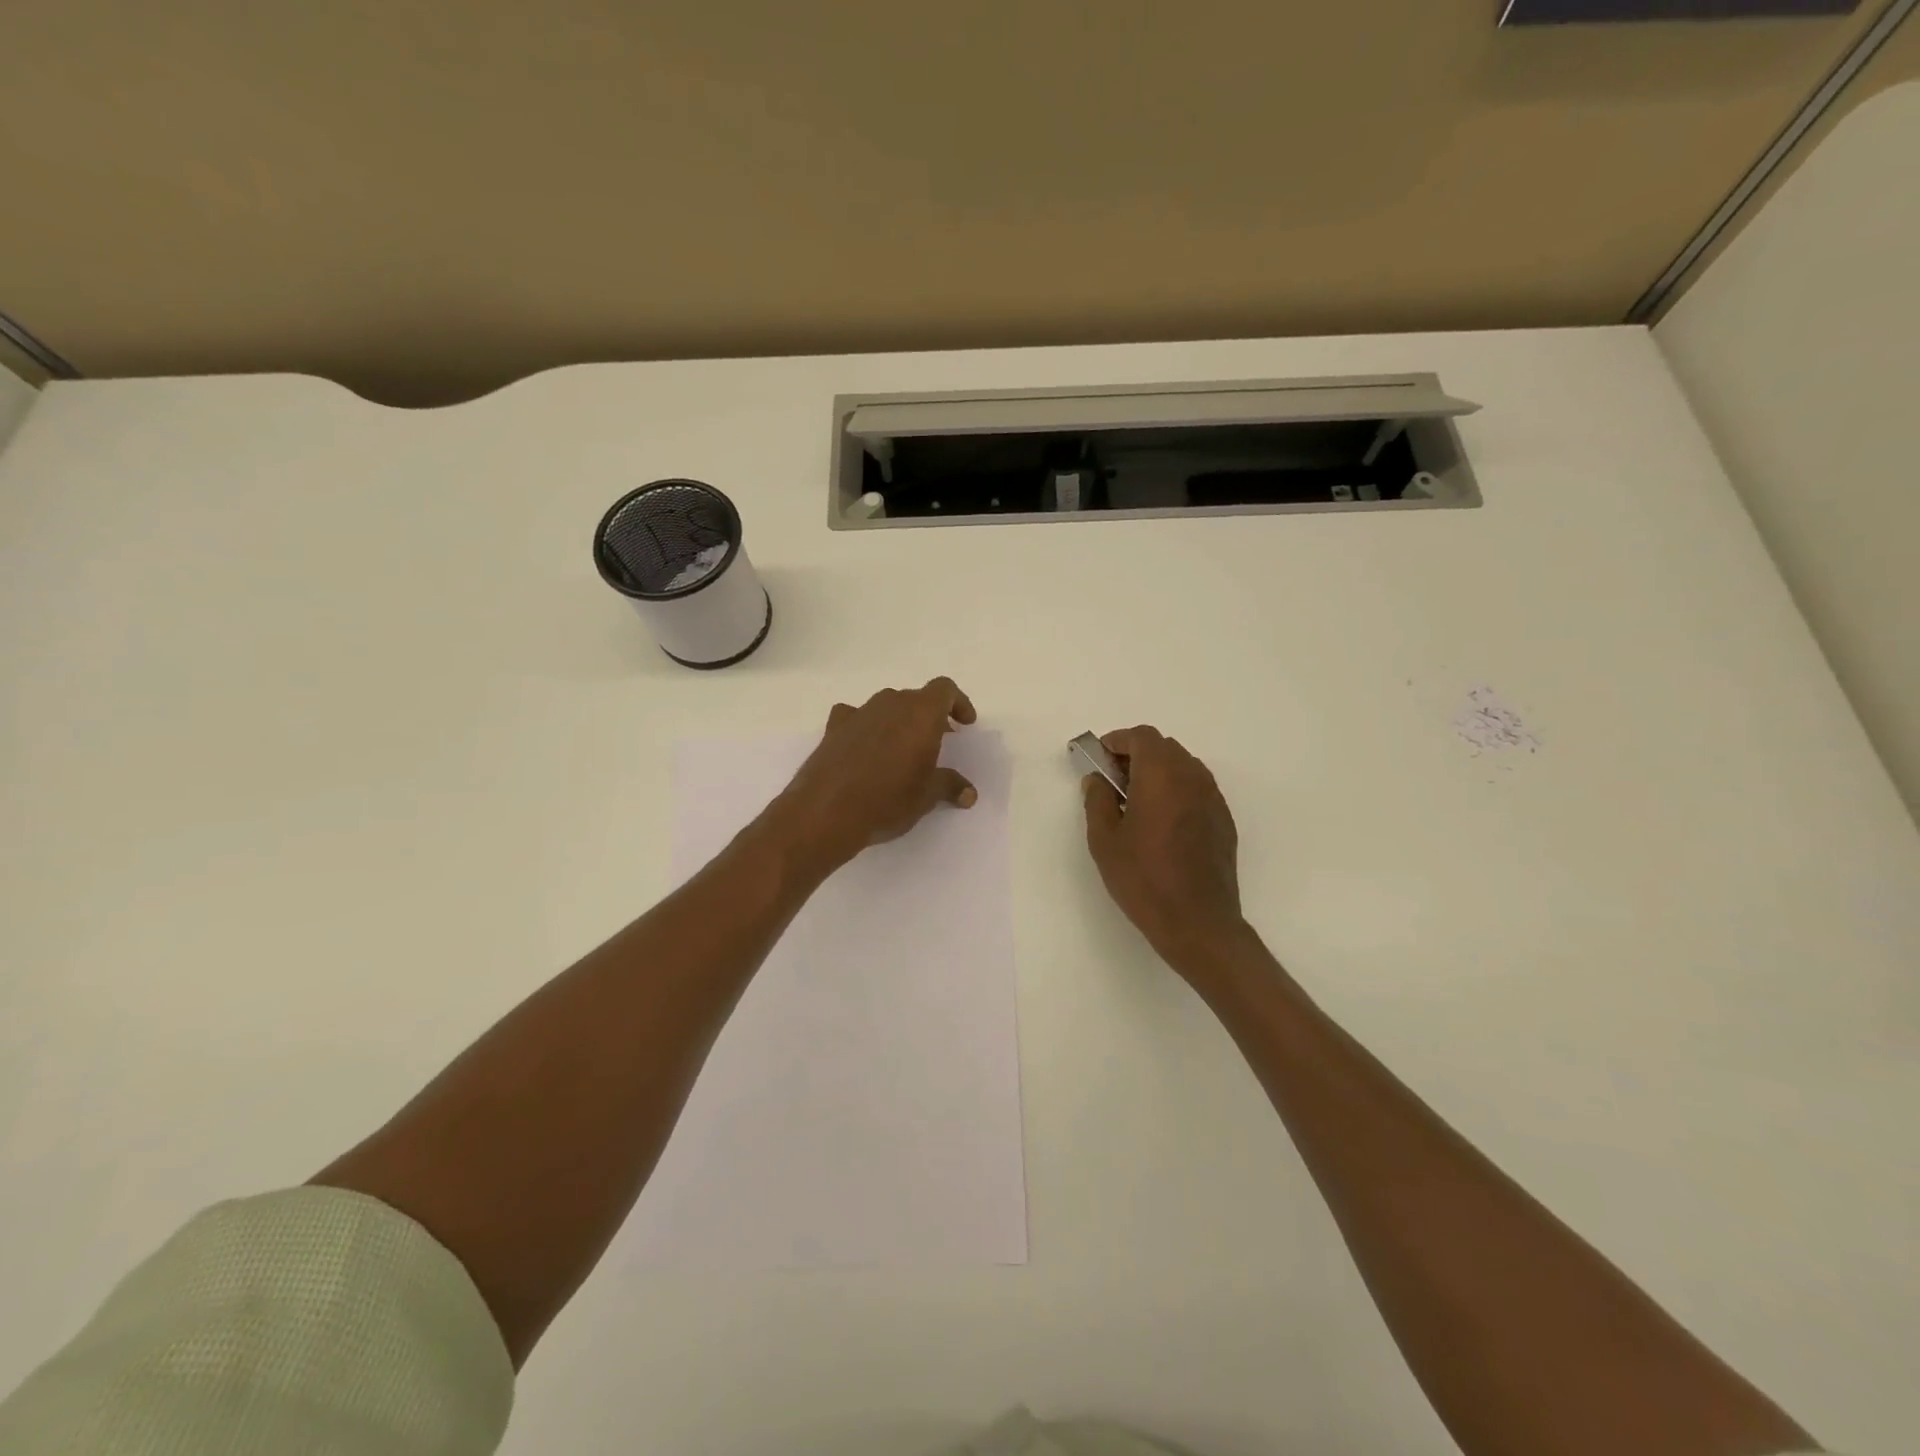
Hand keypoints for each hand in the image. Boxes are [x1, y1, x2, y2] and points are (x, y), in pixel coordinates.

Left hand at [777, 677, 979, 867]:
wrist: (826, 811)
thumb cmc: (888, 800)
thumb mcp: (926, 796)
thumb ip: (949, 786)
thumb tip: (968, 793)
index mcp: (920, 713)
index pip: (944, 689)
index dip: (958, 703)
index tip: (964, 725)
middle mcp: (890, 703)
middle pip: (916, 698)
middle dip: (929, 717)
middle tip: (937, 743)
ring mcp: (859, 713)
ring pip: (886, 706)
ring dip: (898, 721)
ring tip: (902, 750)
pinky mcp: (833, 728)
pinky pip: (856, 717)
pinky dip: (866, 727)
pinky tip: (865, 748)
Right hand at [1083, 726, 1245, 968]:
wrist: (1197, 921)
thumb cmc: (1143, 878)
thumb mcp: (1104, 840)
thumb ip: (1097, 800)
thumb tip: (1097, 780)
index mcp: (1161, 774)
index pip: (1141, 737)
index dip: (1117, 741)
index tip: (1100, 760)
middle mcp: (1192, 776)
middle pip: (1163, 747)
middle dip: (1136, 756)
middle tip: (1113, 782)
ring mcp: (1213, 798)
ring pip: (1182, 766)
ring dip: (1158, 772)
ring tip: (1136, 803)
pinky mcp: (1223, 819)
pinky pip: (1196, 788)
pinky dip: (1176, 791)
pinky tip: (1162, 823)